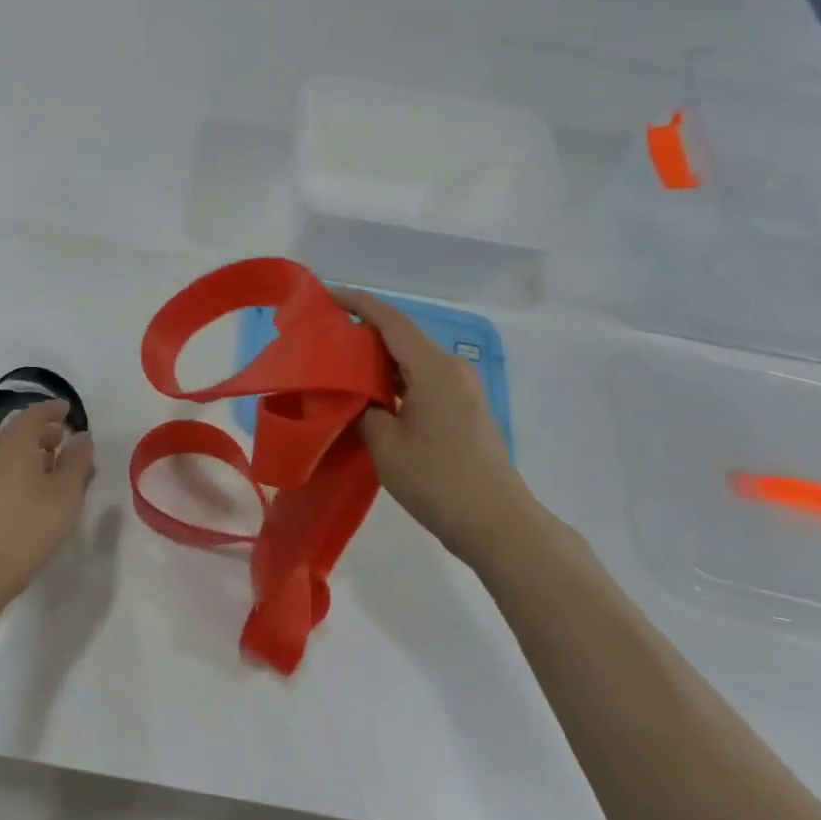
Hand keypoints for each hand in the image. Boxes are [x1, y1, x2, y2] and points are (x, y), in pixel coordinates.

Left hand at [0, 400, 95, 600]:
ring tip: (62, 471)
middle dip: (47, 433)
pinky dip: (27, 472)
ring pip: (14, 454)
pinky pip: (8, 472)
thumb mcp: (66, 492)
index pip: (35, 413)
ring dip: (37, 455)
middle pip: (22, 432)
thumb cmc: (29, 525)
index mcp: (17, 442)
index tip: (70, 411)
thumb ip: (77, 461)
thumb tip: (81, 437)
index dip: (53, 409)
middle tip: (69, 442)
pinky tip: (42, 494)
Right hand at [332, 288, 537, 562]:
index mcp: (434, 368)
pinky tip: (371, 398)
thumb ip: (362, 409)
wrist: (497, 524)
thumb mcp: (385, 445)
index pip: (390, 320)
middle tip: (323, 340)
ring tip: (339, 370)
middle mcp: (452, 369)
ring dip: (378, 362)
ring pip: (412, 361)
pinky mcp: (464, 410)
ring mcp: (462, 390)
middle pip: (401, 338)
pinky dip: (395, 382)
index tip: (325, 295)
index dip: (357, 303)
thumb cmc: (438, 480)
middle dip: (362, 334)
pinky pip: (423, 381)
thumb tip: (355, 396)